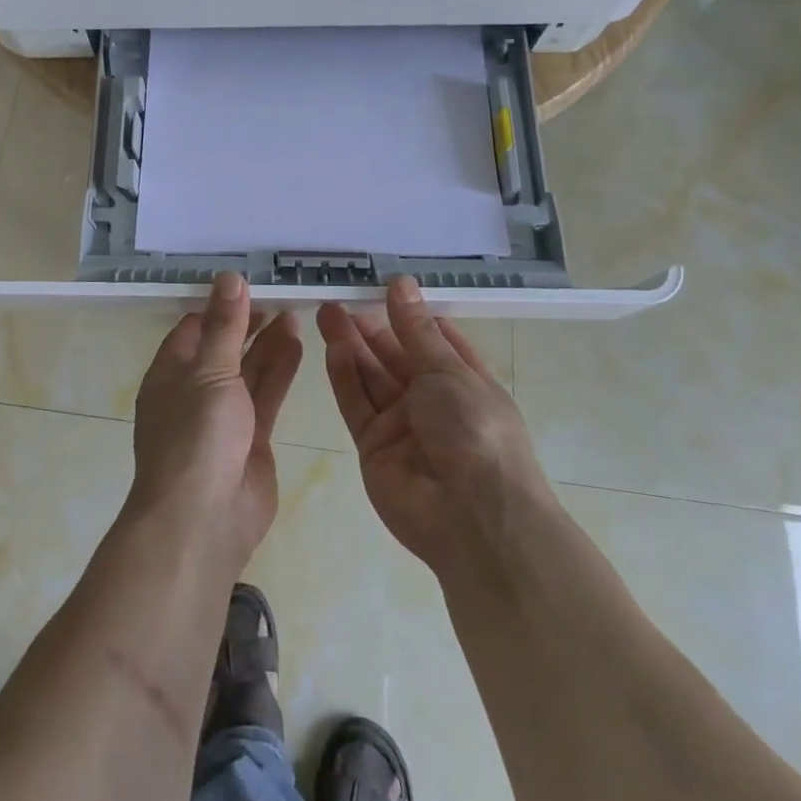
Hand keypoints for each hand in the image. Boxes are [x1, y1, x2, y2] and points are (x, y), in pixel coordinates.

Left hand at [129, 272, 302, 568]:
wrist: (205, 518)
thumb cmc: (196, 435)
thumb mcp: (209, 371)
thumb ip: (224, 325)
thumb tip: (228, 276)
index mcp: (170, 373)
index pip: (193, 329)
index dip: (219, 307)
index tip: (249, 284)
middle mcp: (195, 391)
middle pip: (223, 347)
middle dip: (248, 323)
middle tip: (280, 296)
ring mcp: (223, 416)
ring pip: (248, 370)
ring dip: (268, 343)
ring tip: (295, 313)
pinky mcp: (251, 437)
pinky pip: (266, 395)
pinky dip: (280, 371)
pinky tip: (298, 345)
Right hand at [318, 276, 554, 572]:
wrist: (472, 516)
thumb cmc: (474, 430)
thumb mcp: (448, 370)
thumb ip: (415, 329)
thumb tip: (401, 283)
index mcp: (463, 380)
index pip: (433, 339)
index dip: (408, 314)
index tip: (381, 288)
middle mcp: (432, 401)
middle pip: (395, 357)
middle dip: (369, 328)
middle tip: (339, 299)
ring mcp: (401, 425)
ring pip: (370, 377)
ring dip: (350, 345)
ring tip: (325, 312)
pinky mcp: (373, 446)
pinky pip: (357, 405)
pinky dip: (344, 377)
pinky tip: (332, 349)